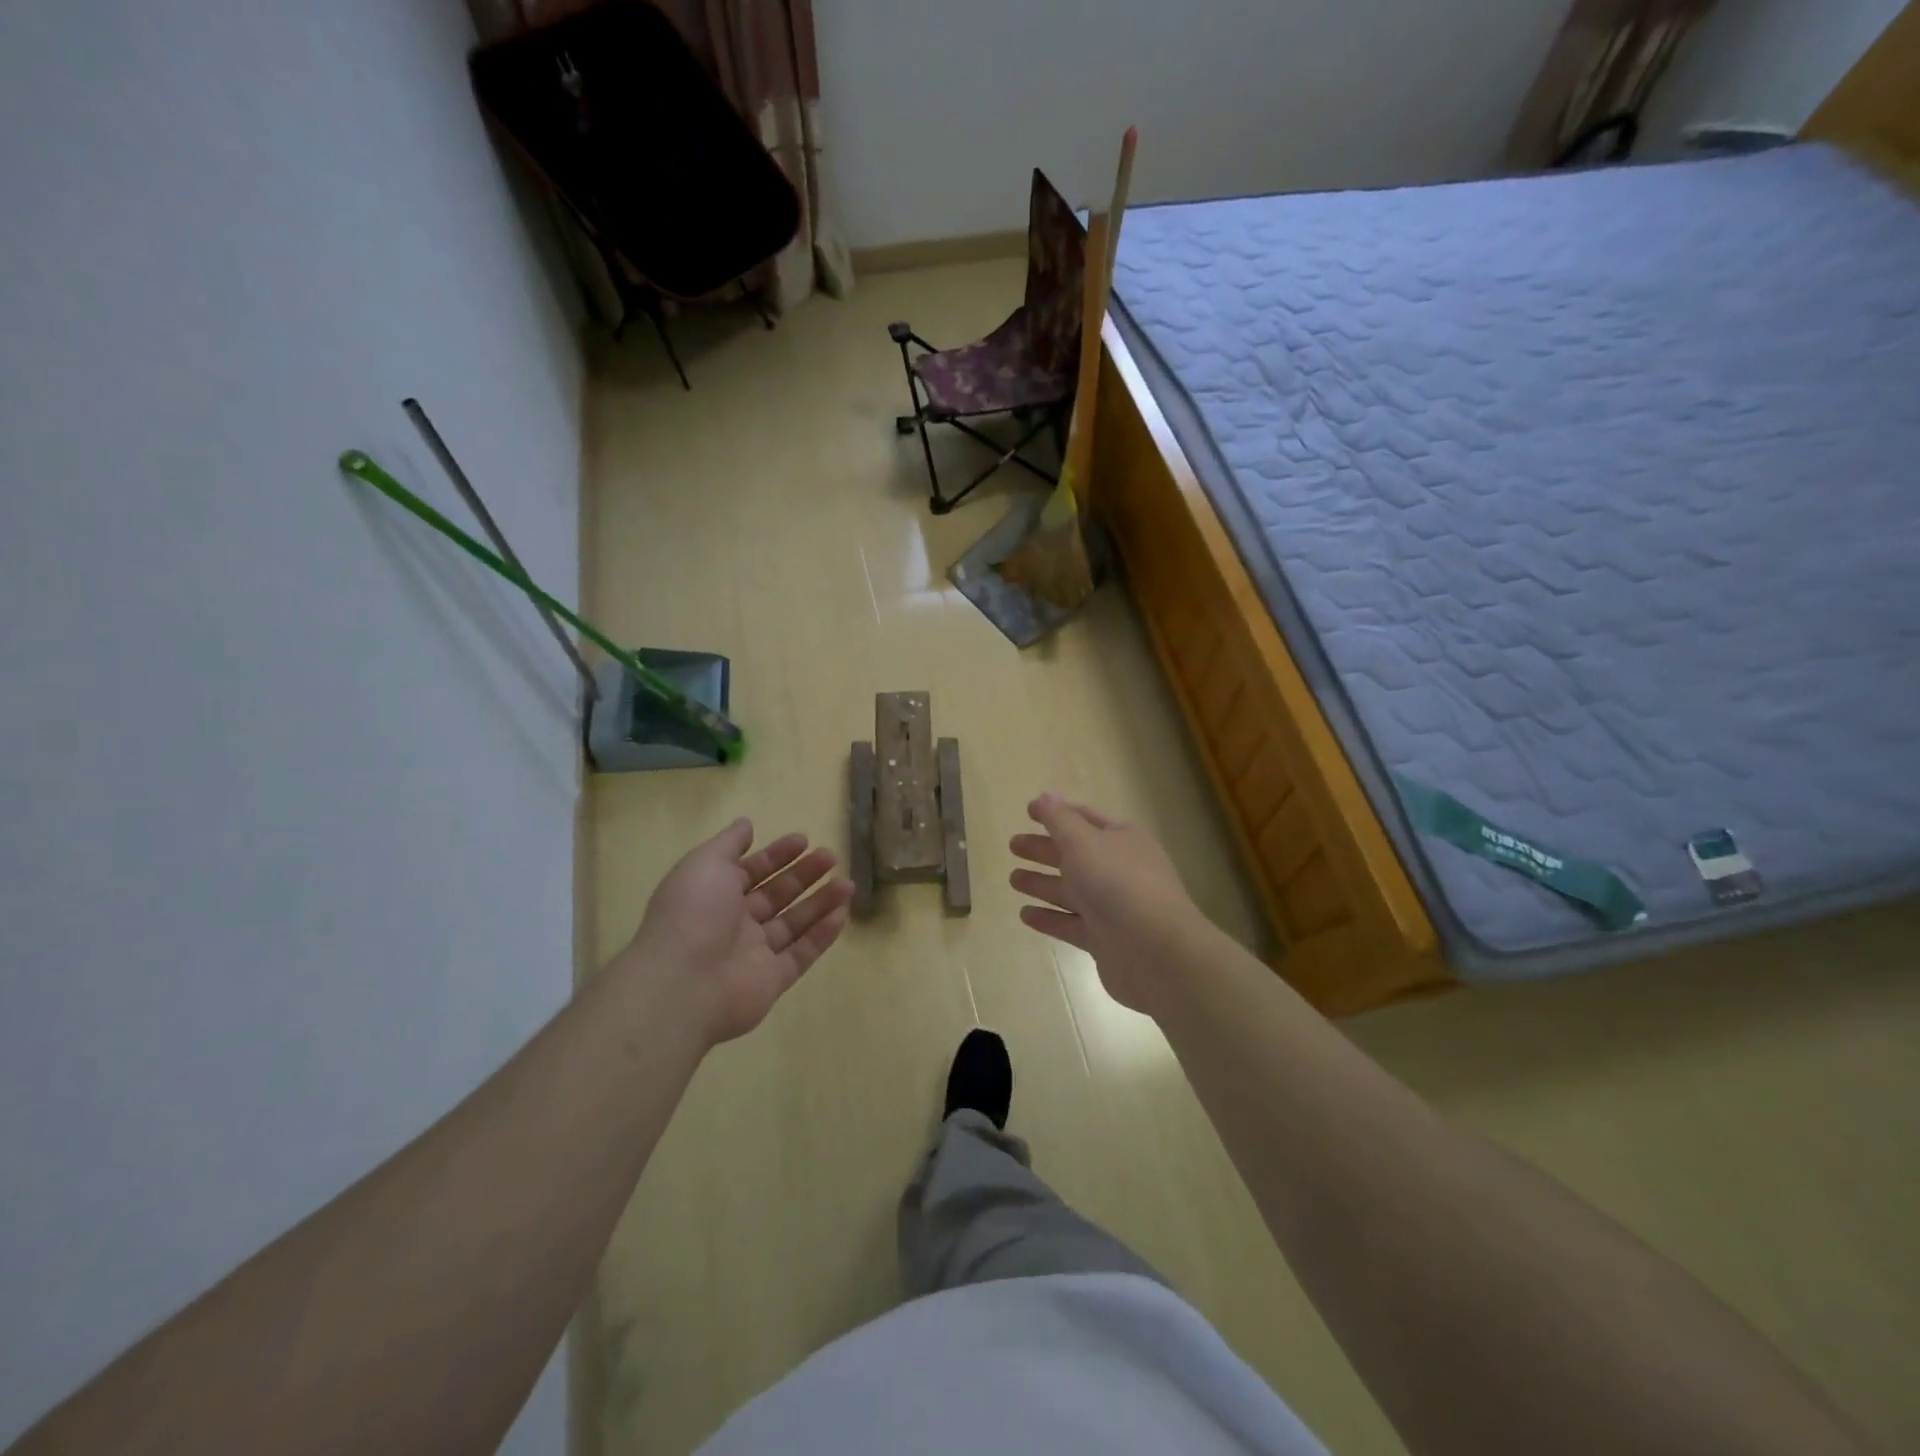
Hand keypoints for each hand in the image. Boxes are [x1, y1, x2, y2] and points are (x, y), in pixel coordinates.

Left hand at [621, 819, 854, 1045]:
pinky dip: (821, 935)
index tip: (804, 839)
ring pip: (793, 923)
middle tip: (832, 857)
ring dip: (820, 902)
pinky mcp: (772, 981)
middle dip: (803, 874)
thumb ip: (729, 843)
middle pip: (775, 895)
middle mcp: (733, 924)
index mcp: (713, 895)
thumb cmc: (694, 913)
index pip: (750, 871)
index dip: (776, 855)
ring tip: (848, 883)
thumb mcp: (706, 863)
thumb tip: (746, 824)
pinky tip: (842, 915)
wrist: (683, 984)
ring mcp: (753, 954)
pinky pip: (801, 954)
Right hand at [1008, 793, 1207, 1015]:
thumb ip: (1061, 820)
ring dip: (1041, 883)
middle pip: (1074, 854)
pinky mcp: (1103, 939)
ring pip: (1070, 890)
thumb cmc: (1117, 883)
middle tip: (1013, 845)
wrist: (1155, 951)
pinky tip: (1024, 914)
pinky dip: (1048, 918)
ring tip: (1012, 879)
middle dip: (1044, 848)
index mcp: (1121, 839)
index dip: (1057, 812)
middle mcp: (1118, 869)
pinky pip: (1069, 923)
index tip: (1028, 811)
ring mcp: (1111, 906)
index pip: (1085, 818)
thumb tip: (1046, 796)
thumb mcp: (1084, 842)